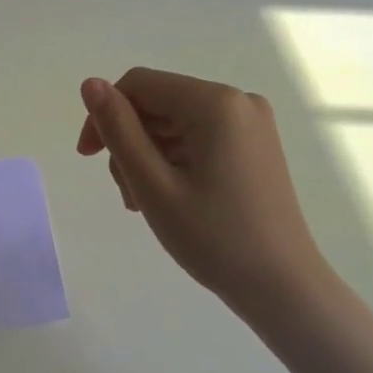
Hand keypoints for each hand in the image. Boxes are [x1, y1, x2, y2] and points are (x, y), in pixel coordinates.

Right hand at [77, 67, 325, 312]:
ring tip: (145, 203)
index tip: (88, 157)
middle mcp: (237, 100)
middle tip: (126, 194)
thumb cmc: (215, 238)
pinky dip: (174, 160)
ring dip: (149, 155)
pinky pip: (199, 136)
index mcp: (216, 102)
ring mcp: (251, 123)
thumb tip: (90, 83)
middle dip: (130, 141)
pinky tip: (169, 197)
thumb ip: (118, 129)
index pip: (140, 85)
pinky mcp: (255, 145)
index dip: (105, 113)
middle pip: (159, 103)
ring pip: (175, 122)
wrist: (284, 289)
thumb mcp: (153, 184)